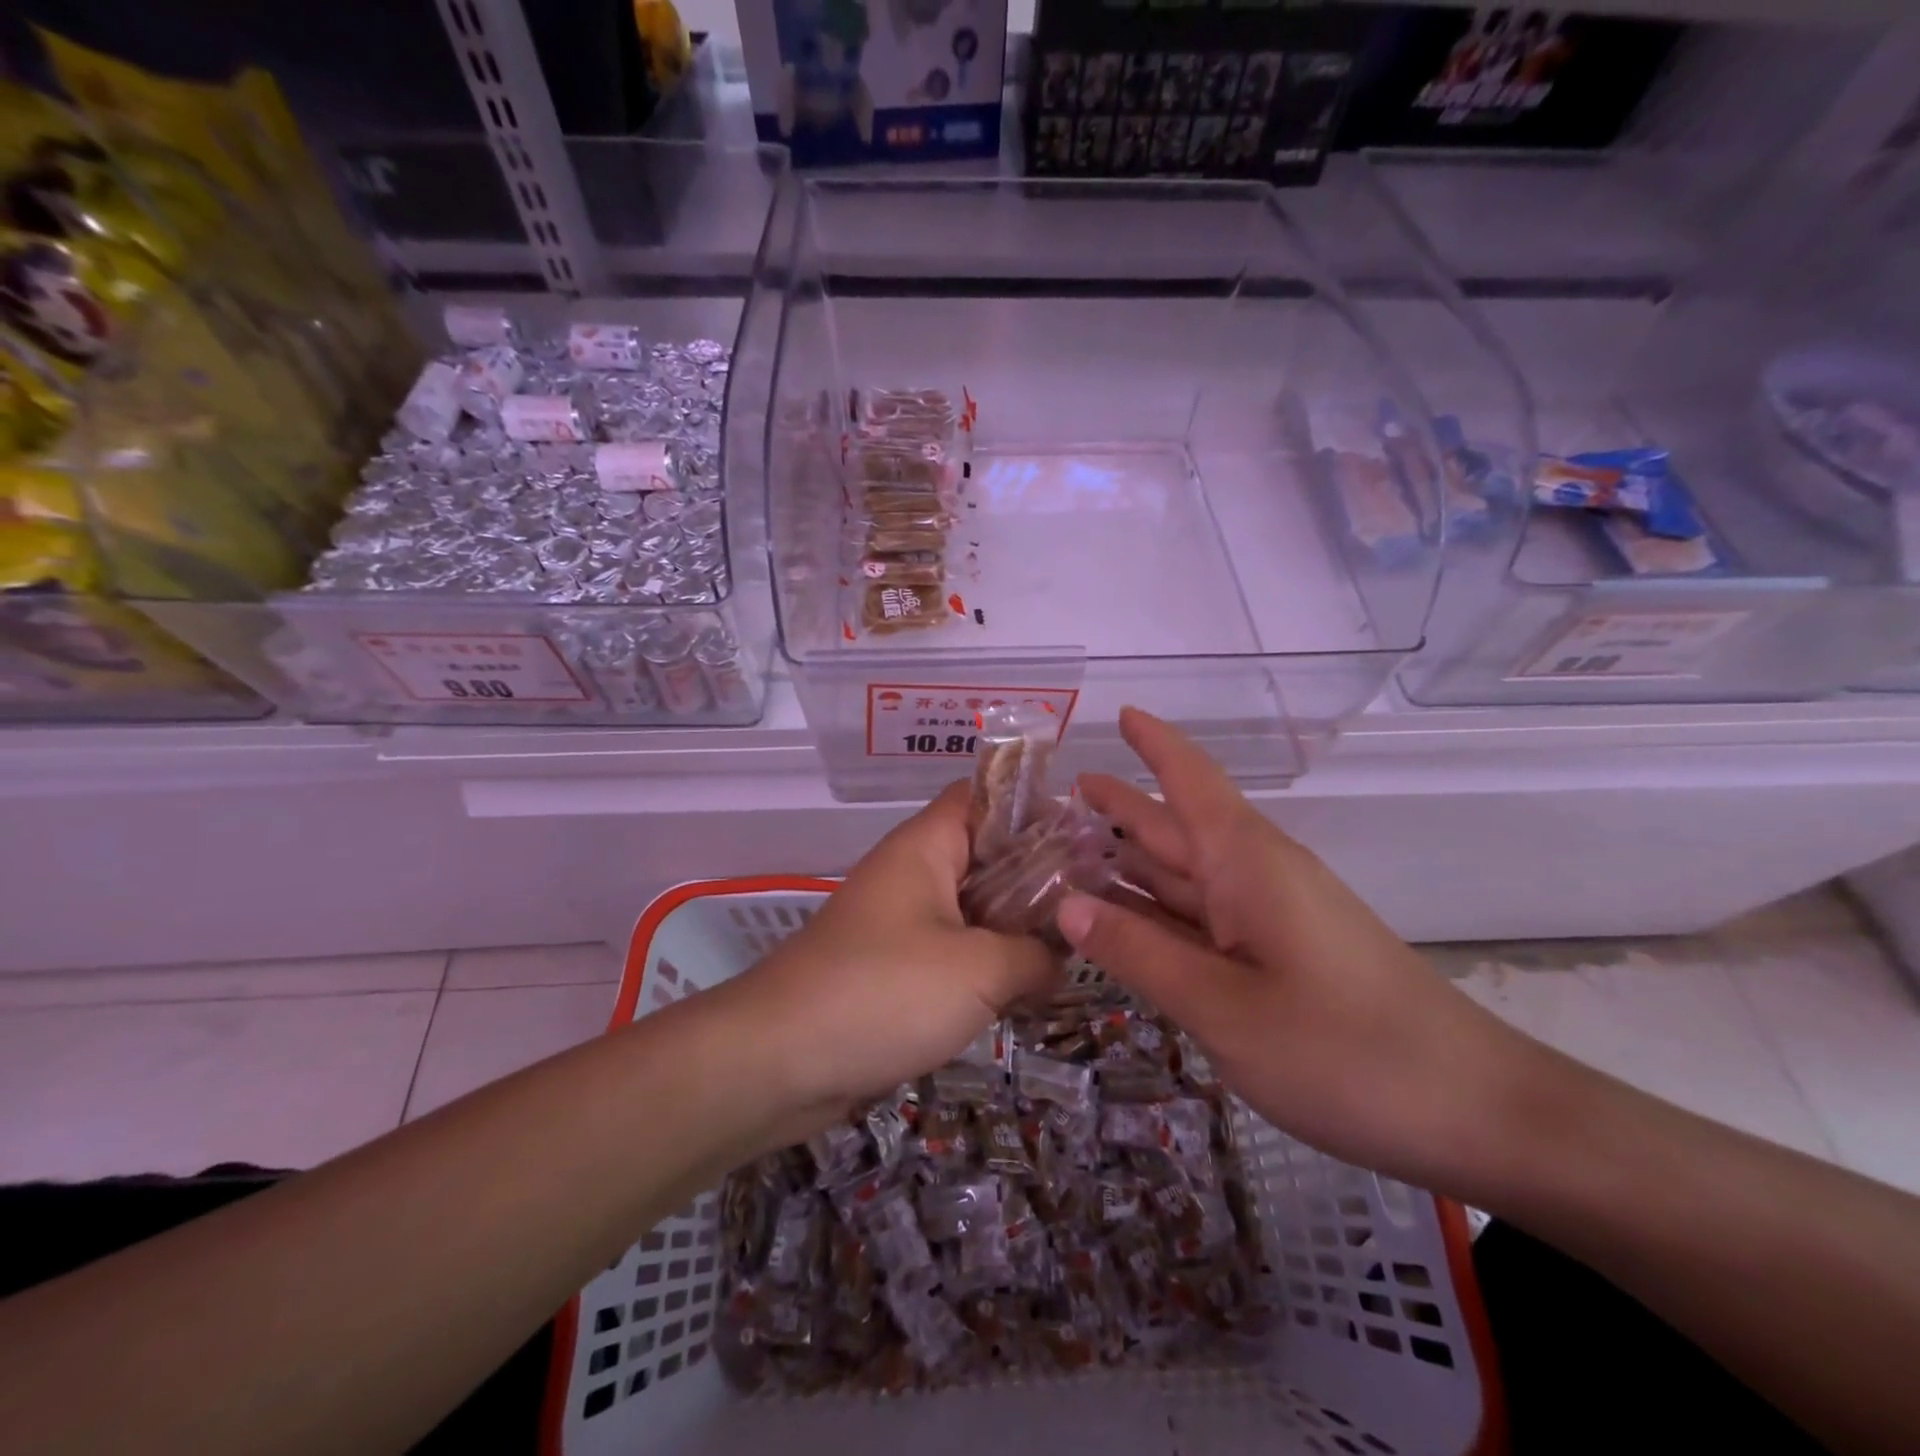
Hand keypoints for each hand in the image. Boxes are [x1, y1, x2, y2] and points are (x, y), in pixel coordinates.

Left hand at [728, 782, 1058, 1123]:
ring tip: (1077, 947)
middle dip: (1039, 876)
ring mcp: (901, 922)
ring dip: (1017, 926)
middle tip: (1098, 902)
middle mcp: (913, 873)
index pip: (984, 796)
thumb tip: (1061, 956)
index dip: (1035, 806)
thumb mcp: (978, 970)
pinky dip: (988, 964)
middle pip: (986, 854)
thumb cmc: (882, 992)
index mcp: (926, 846)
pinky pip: (954, 951)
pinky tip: (1029, 990)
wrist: (777, 1061)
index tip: (1087, 838)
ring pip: (973, 908)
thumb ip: (1034, 955)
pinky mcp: (894, 968)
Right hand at [1062, 708, 1543, 1193]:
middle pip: (1179, 827)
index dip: (1156, 745)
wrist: (1472, 1112)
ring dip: (1134, 861)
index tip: (1122, 713)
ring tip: (1073, 850)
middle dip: (1124, 806)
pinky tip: (1127, 921)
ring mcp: (1273, 918)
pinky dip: (1160, 912)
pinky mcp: (1283, 957)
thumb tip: (1066, 904)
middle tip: (1063, 794)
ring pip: (1189, 876)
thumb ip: (1139, 952)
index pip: (1191, 781)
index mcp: (1246, 863)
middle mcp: (1257, 877)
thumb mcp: (1222, 1006)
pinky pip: (1205, 919)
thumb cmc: (1342, 1050)